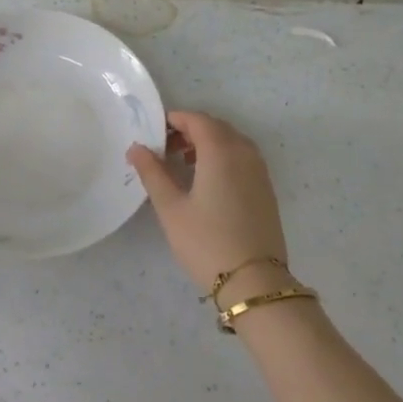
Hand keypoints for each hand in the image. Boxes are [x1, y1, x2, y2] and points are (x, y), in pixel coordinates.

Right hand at [127, 111, 287, 292]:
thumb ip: (152, 172)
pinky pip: (243, 158)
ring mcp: (260, 171)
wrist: (254, 281)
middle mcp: (245, 153)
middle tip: (165, 148)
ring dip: (208, 143)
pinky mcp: (266, 189)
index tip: (154, 132)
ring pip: (232, 142)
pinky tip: (207, 181)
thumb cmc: (206, 242)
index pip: (197, 120)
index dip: (175, 120)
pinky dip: (223, 157)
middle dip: (190, 130)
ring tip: (184, 164)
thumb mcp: (171, 208)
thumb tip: (137, 147)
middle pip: (216, 127)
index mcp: (221, 152)